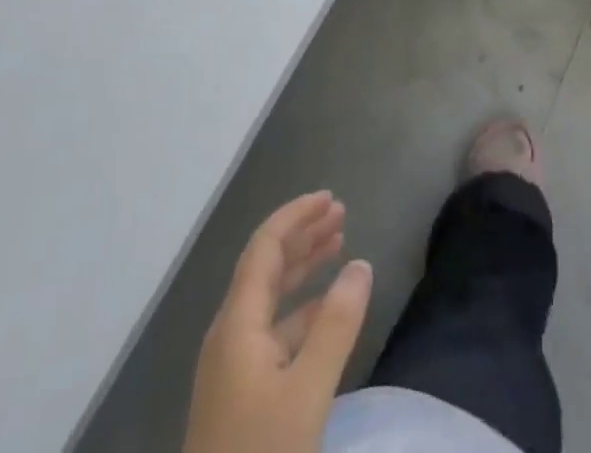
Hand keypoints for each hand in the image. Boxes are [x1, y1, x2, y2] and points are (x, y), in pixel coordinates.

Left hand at [183, 192, 372, 452]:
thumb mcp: (307, 392)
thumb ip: (336, 326)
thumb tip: (361, 264)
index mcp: (237, 323)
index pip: (265, 247)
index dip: (296, 216)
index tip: (330, 197)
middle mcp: (230, 334)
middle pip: (266, 266)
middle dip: (303, 235)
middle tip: (342, 214)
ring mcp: (232, 365)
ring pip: (271, 297)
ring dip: (304, 268)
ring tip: (339, 246)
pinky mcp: (240, 393)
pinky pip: (273, 329)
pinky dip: (302, 309)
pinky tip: (327, 310)